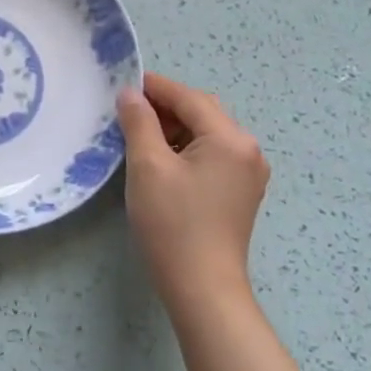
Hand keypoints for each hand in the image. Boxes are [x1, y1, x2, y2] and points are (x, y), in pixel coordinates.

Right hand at [116, 72, 269, 308]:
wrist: (202, 288)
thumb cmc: (173, 223)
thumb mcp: (147, 166)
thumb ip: (139, 122)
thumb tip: (130, 94)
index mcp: (230, 139)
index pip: (189, 97)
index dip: (154, 86)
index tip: (122, 82)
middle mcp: (247, 150)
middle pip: (202, 112)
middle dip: (164, 107)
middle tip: (126, 110)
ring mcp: (248, 174)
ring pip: (206, 134)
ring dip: (173, 128)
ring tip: (137, 135)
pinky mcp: (239, 193)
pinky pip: (211, 155)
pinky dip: (185, 149)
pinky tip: (160, 160)